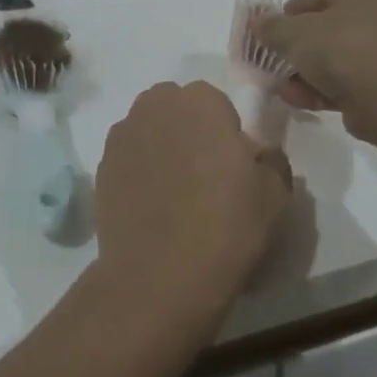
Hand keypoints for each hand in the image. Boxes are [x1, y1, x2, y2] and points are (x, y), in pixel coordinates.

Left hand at [96, 82, 291, 318]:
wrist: (159, 275)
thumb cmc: (226, 225)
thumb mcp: (276, 193)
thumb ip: (271, 159)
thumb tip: (258, 154)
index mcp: (201, 101)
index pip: (216, 103)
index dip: (226, 132)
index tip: (232, 166)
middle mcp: (156, 105)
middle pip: (177, 108)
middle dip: (189, 130)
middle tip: (204, 174)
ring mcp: (122, 135)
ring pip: (149, 130)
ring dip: (161, 147)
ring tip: (174, 192)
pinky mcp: (100, 166)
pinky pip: (128, 158)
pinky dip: (139, 171)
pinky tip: (150, 206)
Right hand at [260, 0, 376, 142]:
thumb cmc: (342, 49)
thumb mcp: (294, 32)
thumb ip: (272, 26)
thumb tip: (259, 24)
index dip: (294, 11)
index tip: (273, 26)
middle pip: (334, 30)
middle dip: (302, 47)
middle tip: (278, 56)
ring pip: (341, 59)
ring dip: (309, 72)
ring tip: (282, 84)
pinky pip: (350, 83)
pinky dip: (323, 89)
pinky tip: (297, 98)